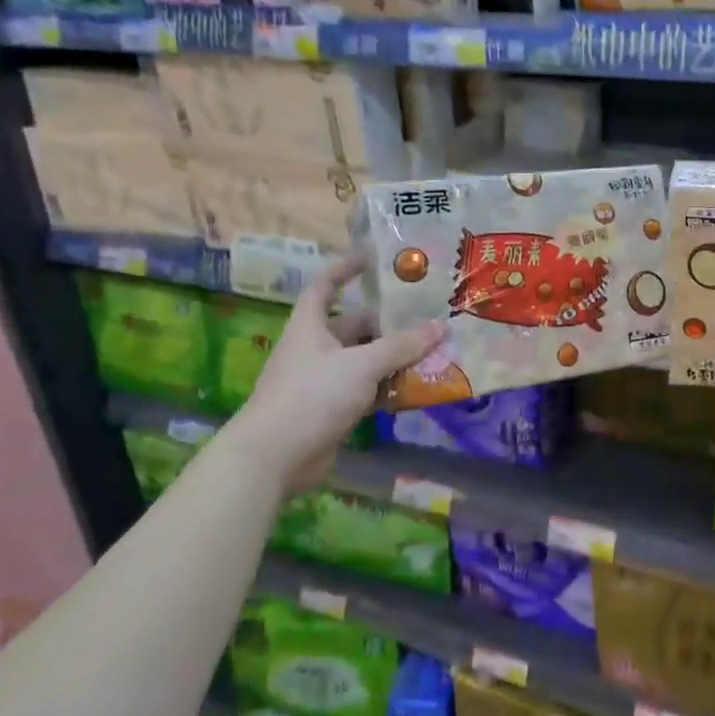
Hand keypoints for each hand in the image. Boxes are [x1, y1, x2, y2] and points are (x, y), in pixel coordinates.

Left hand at [225, 255, 445, 497]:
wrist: (274, 458)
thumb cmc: (312, 396)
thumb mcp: (362, 364)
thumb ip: (402, 346)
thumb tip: (441, 326)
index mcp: (310, 326)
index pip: (325, 286)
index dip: (345, 268)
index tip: (374, 257)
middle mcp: (315, 349)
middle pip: (354, 325)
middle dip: (388, 321)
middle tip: (426, 313)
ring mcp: (323, 381)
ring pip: (365, 360)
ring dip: (394, 356)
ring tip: (433, 347)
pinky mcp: (332, 410)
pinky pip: (367, 390)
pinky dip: (389, 387)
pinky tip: (419, 385)